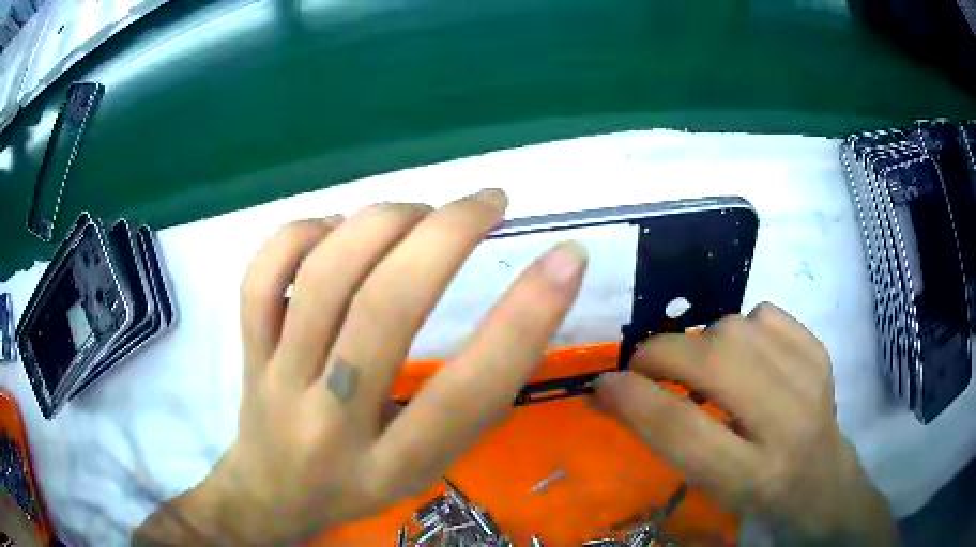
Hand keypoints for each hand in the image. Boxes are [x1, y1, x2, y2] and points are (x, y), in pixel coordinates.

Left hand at [133, 189, 587, 544]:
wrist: (273, 495)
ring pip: (322, 279)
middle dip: (448, 236)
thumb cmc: (361, 485)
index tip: (569, 257)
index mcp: (395, 465)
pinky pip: (262, 277)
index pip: (469, 392)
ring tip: (421, 212)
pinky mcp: (247, 351)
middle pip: (385, 311)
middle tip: (490, 201)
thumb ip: (467, 403)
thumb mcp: (427, 468)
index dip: (527, 318)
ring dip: (383, 223)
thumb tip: (516, 306)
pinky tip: (337, 228)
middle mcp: (331, 423)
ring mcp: (278, 381)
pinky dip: (303, 234)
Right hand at [592, 303, 897, 544]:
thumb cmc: (759, 498)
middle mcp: (787, 426)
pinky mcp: (820, 352)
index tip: (603, 383)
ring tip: (699, 365)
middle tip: (642, 365)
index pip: (683, 430)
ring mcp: (811, 381)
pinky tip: (744, 353)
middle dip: (662, 354)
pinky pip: (764, 313)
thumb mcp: (710, 488)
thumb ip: (667, 441)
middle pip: (714, 364)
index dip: (634, 400)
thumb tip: (614, 394)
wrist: (824, 482)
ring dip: (701, 341)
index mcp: (752, 477)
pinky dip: (740, 326)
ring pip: (736, 328)